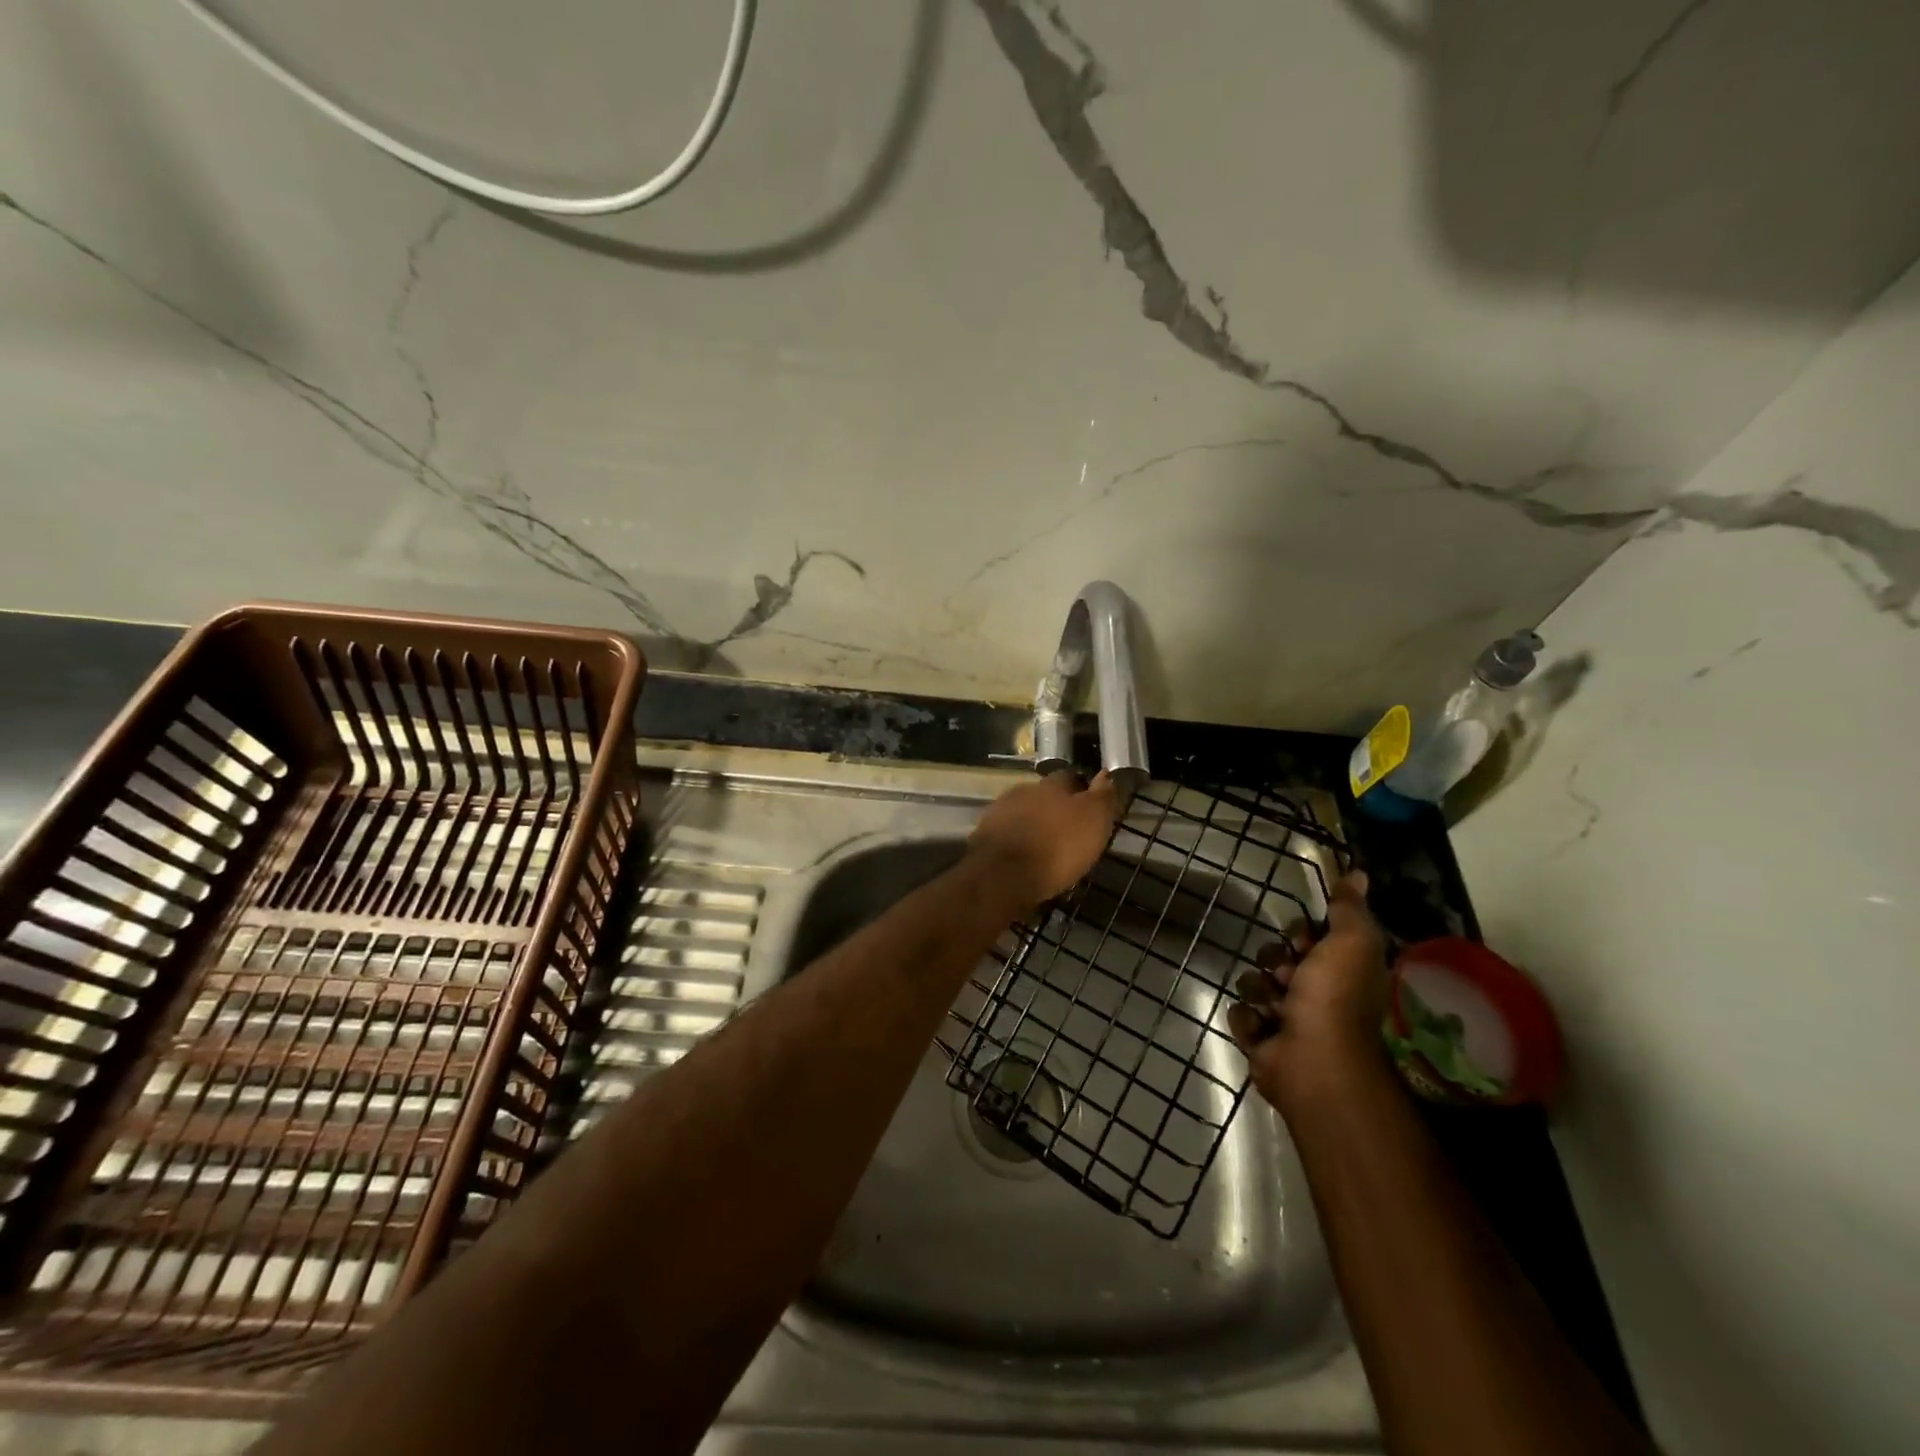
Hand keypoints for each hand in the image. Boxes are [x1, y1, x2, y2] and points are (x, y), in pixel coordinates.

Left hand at [968, 770, 1122, 914]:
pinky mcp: (984, 836)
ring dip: (1035, 826)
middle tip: (1068, 830)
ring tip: (1047, 847)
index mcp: (1052, 785)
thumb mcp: (1093, 821)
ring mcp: (1000, 812)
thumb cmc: (1056, 847)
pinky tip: (1025, 858)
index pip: (1071, 778)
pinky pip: (1008, 835)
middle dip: (1055, 809)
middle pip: (1044, 795)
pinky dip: (1018, 842)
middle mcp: (1024, 791)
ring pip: (1024, 814)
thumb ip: (1102, 797)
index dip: (1082, 791)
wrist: (1002, 874)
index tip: (1090, 807)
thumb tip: (1107, 774)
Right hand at [1228, 871, 1389, 1112]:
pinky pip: (1241, 1014)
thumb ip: (1349, 909)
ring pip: (1255, 984)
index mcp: (1341, 973)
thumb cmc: (1334, 998)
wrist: (1313, 1061)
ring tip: (1274, 1007)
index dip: (1302, 935)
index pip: (1309, 938)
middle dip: (1276, 962)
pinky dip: (1250, 1020)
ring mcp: (1287, 1020)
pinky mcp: (1261, 1041)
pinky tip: (1264, 1028)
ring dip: (1260, 991)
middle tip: (1289, 976)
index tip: (1304, 941)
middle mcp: (1316, 995)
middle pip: (1277, 957)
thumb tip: (1359, 873)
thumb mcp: (1350, 942)